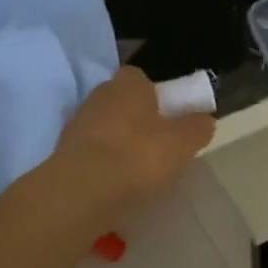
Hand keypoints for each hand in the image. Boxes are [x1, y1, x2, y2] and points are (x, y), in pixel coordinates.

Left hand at [53, 66, 214, 211]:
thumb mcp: (184, 143)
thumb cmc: (139, 155)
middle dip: (137, 117)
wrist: (84, 190)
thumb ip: (197, 127)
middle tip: (157, 143)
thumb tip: (204, 119)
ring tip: (137, 168)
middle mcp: (99, 94)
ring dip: (118, 140)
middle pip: (122, 101)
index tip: (169, 116)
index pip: (141, 78)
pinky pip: (91, 150)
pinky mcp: (63, 151)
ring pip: (105, 125)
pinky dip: (103, 161)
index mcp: (128, 83)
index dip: (156, 95)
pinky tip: (116, 180)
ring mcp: (77, 122)